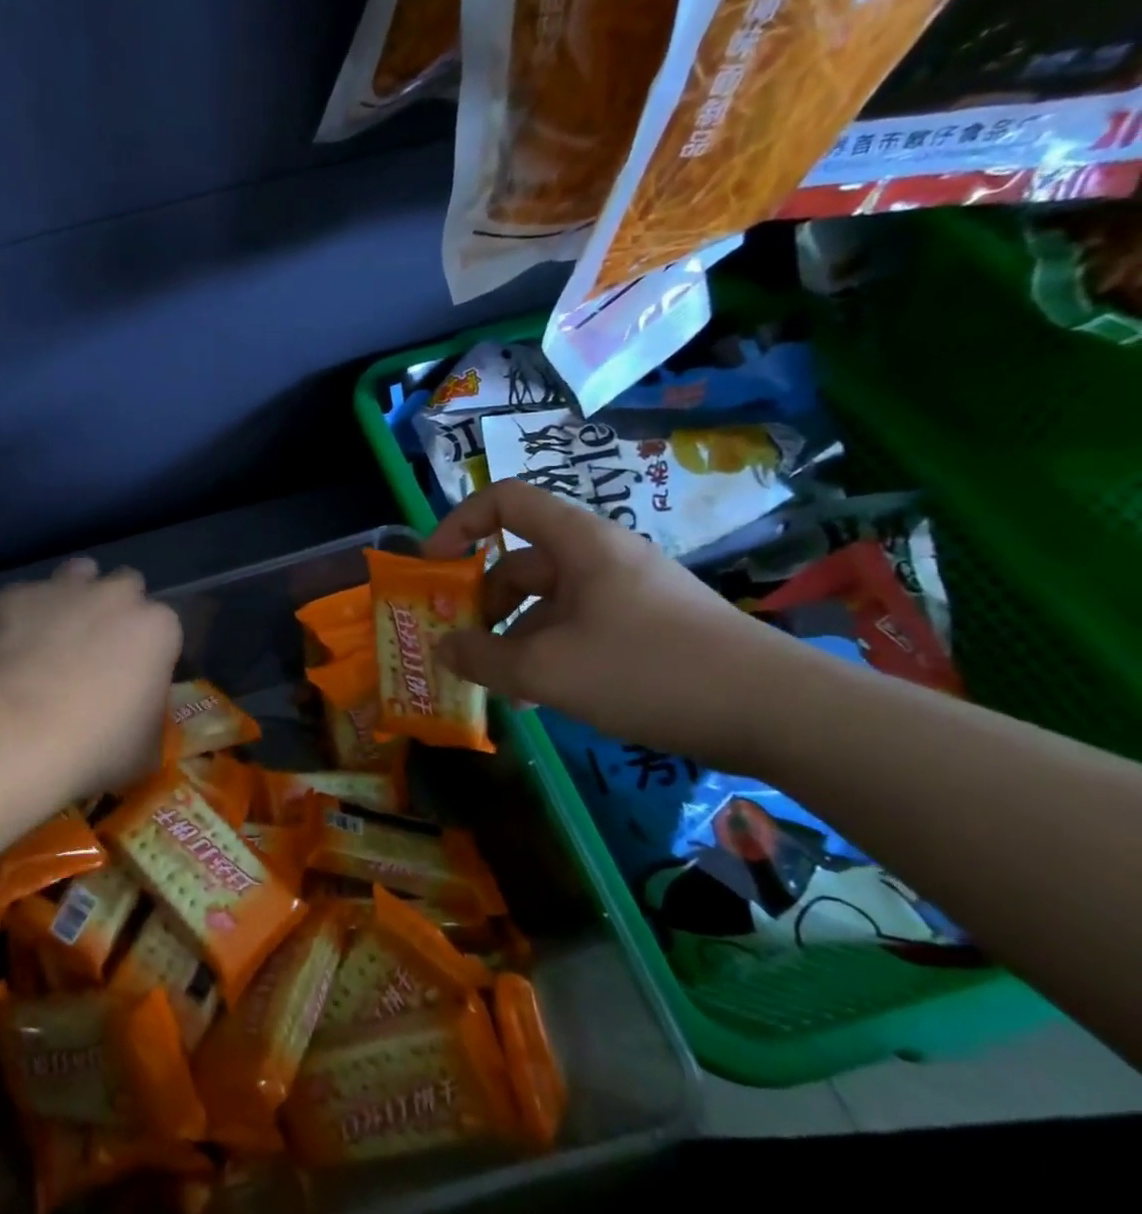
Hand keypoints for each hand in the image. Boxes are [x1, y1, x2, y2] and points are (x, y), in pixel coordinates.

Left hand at [0, 559, 181, 805]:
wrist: (15, 733)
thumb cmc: (95, 746)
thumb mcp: (146, 750)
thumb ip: (151, 720)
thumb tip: (140, 717)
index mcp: (159, 628)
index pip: (166, 628)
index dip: (151, 652)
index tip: (137, 679)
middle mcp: (117, 595)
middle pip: (127, 587)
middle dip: (117, 610)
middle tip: (98, 652)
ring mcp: (64, 588)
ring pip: (79, 574)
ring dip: (75, 596)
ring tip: (58, 634)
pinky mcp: (17, 594)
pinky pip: (27, 597)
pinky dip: (25, 616)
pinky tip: (12, 649)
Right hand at [425, 481, 802, 762]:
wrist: (779, 712)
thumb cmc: (649, 670)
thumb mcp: (548, 670)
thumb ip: (483, 659)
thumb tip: (442, 648)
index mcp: (578, 543)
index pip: (505, 502)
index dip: (459, 524)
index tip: (434, 568)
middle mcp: (601, 558)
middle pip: (520, 561)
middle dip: (481, 602)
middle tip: (460, 645)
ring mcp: (627, 594)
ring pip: (547, 604)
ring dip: (512, 637)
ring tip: (497, 685)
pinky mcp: (649, 628)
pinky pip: (578, 629)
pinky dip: (549, 654)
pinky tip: (540, 699)